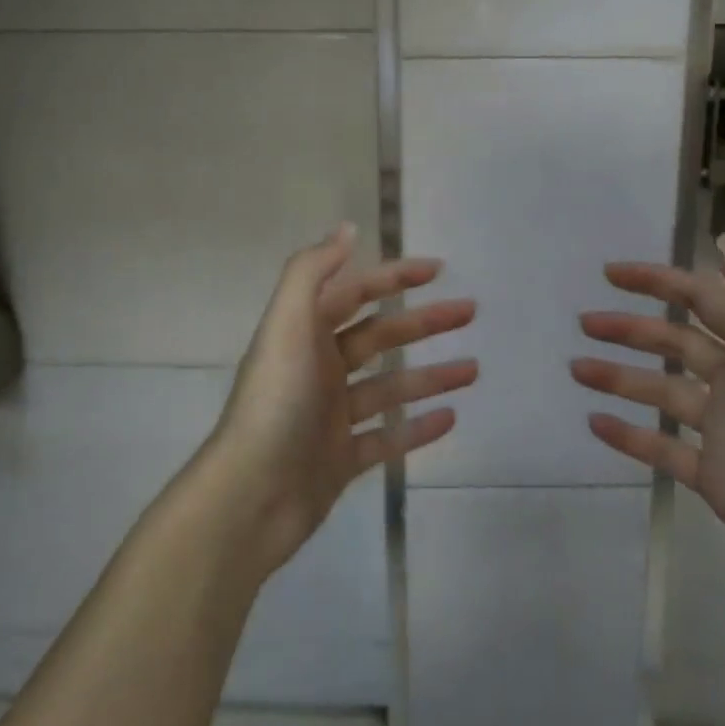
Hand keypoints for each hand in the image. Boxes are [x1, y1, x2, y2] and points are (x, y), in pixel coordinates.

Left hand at [209, 224, 477, 578]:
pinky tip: (451, 418)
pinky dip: (418, 428)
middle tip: (469, 312)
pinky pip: (388, 438)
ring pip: (390, 388)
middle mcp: (318, 369)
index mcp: (304, 334)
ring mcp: (331, 417)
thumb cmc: (275, 402)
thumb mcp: (287, 325)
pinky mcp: (341, 460)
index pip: (355, 293)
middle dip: (424, 322)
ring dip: (431, 375)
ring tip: (473, 370)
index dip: (393, 277)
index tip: (437, 269)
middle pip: (380, 337)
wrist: (250, 497)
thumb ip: (312, 272)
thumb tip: (347, 228)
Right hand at [574, 234, 724, 620]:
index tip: (612, 272)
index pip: (702, 299)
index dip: (659, 281)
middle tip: (585, 321)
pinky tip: (595, 422)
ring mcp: (720, 427)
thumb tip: (724, 243)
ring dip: (618, 377)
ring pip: (658, 390)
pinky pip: (659, 447)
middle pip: (672, 341)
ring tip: (576, 368)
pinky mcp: (709, 471)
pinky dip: (628, 435)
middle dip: (629, 328)